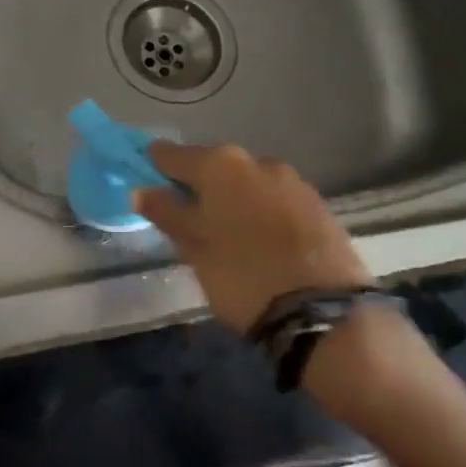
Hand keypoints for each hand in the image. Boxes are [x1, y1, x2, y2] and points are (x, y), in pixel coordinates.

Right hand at [133, 143, 372, 333]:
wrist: (324, 311)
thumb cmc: (244, 277)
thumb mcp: (196, 250)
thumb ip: (168, 214)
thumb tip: (141, 190)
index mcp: (220, 165)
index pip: (175, 155)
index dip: (157, 165)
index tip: (147, 175)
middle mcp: (256, 160)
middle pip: (215, 165)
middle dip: (200, 184)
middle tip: (187, 213)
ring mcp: (292, 179)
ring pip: (249, 181)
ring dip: (234, 197)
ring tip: (226, 230)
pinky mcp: (317, 202)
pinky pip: (276, 198)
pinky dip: (262, 210)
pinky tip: (260, 238)